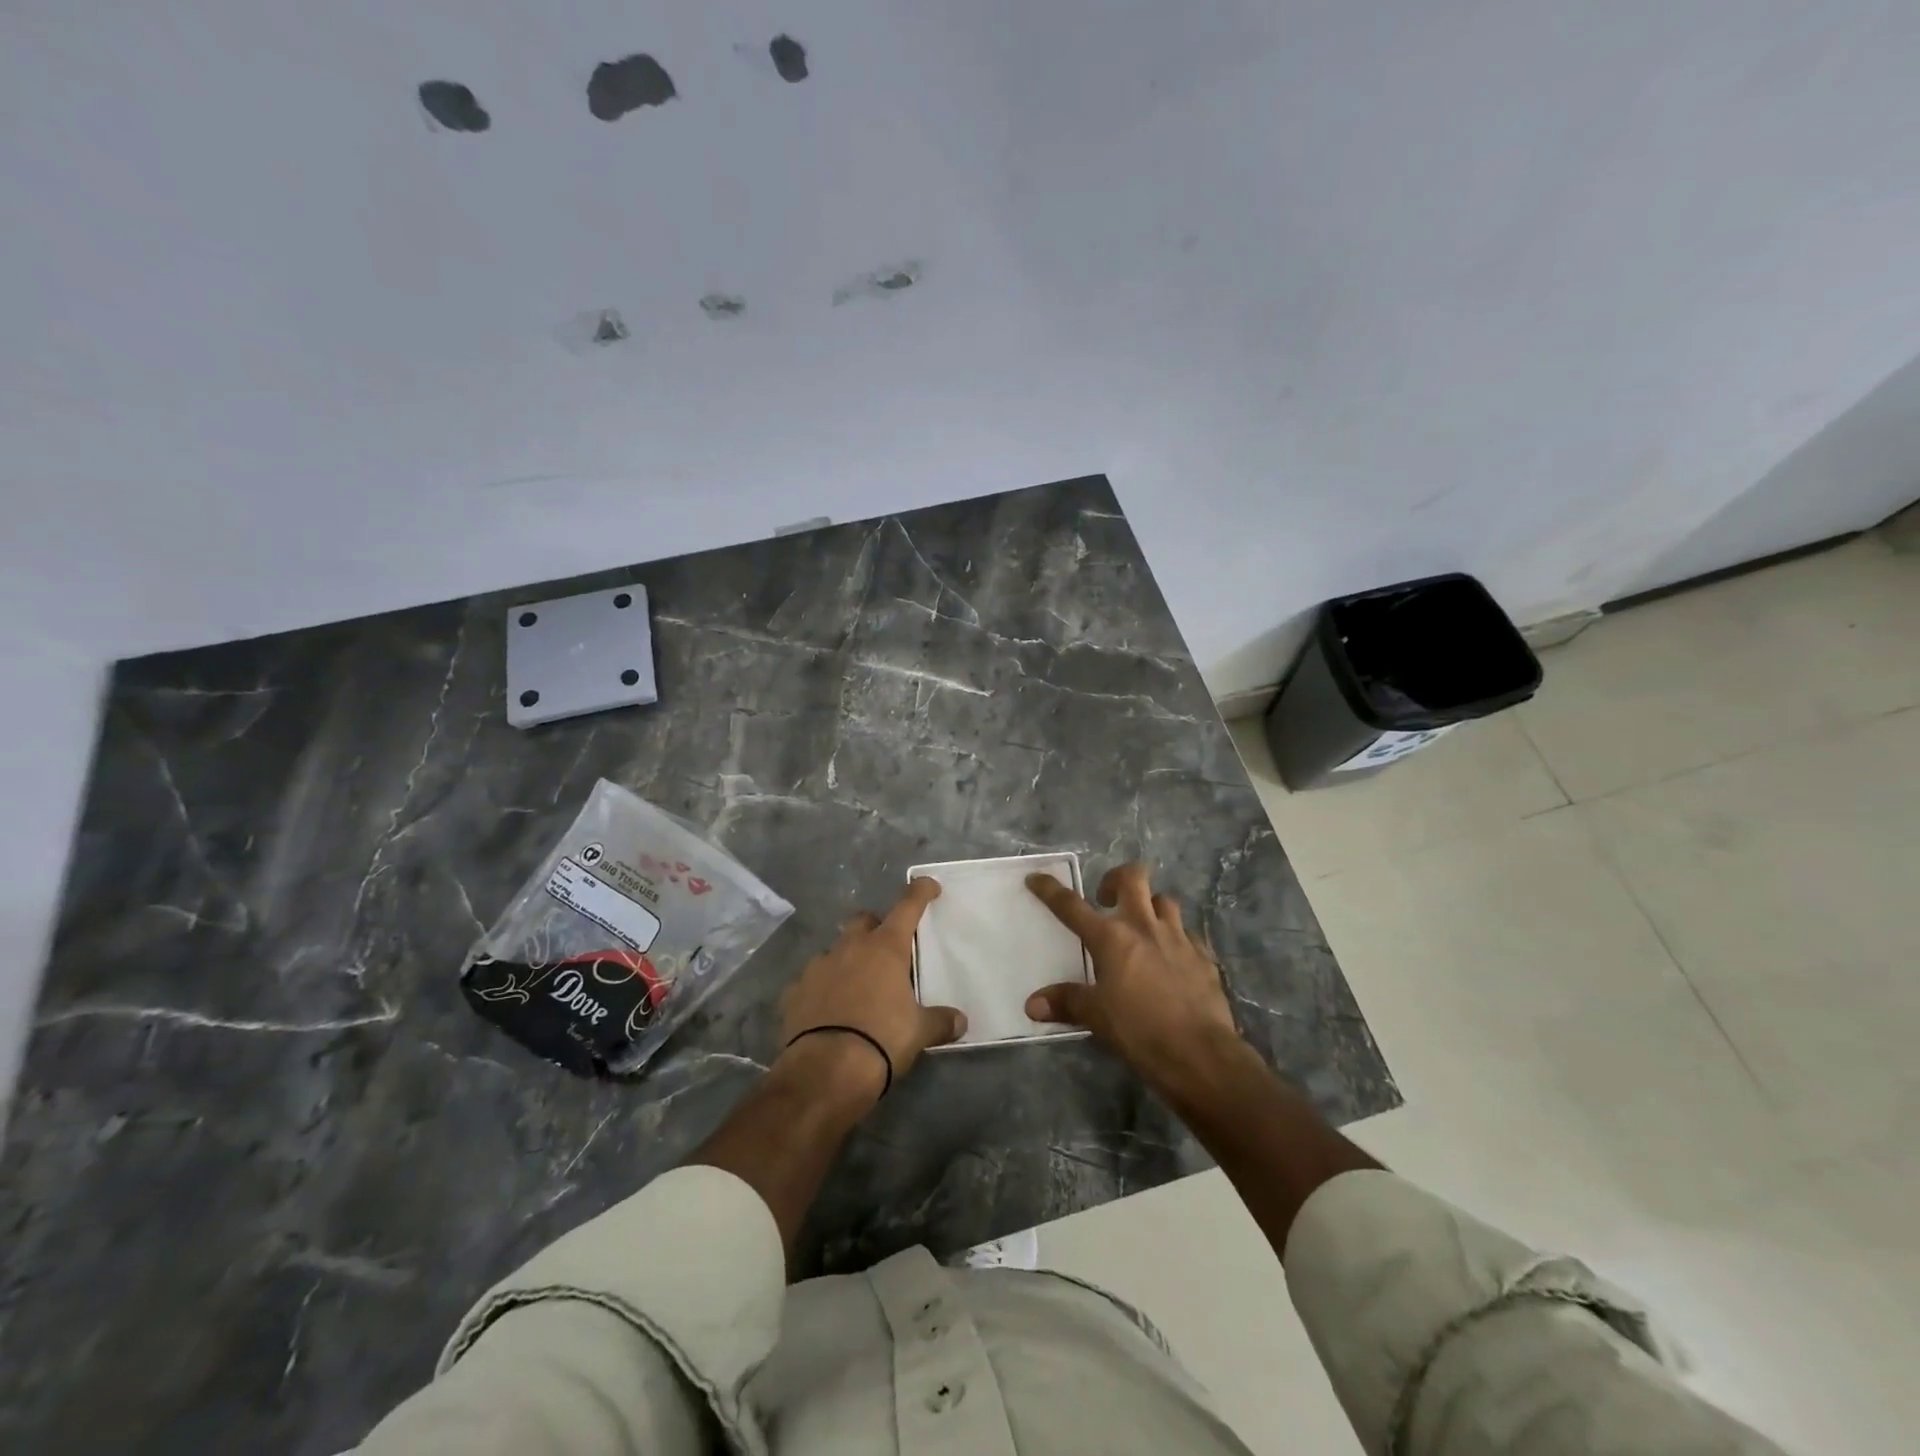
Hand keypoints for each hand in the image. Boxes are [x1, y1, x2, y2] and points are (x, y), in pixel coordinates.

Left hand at [777, 877, 966, 1098]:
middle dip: (874, 927)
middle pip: (863, 920)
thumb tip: (960, 1021)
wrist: (826, 1070)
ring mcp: (817, 967)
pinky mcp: (793, 992)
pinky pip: (809, 982)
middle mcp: (850, 948)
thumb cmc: (881, 1040)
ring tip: (855, 986)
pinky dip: (820, 989)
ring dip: (846, 960)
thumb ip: (940, 1021)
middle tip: (886, 950)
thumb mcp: (919, 1032)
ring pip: (834, 950)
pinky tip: (826, 1009)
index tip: (928, 886)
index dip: (919, 892)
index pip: (907, 906)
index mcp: (885, 948)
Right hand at [1025, 862, 1246, 1095]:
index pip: (1072, 906)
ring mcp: (1179, 938)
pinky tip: (1172, 957)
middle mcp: (1144, 927)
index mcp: (1111, 938)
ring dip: (1150, 906)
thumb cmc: (1140, 1030)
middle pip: (1132, 878)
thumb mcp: (1096, 1017)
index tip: (1036, 878)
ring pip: (1164, 901)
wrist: (1200, 1054)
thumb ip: (1066, 1002)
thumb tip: (1032, 1004)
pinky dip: (1176, 938)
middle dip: (1116, 878)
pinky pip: (1188, 934)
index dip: (1050, 890)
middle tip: (1106, 898)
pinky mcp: (1204, 956)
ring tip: (1141, 926)